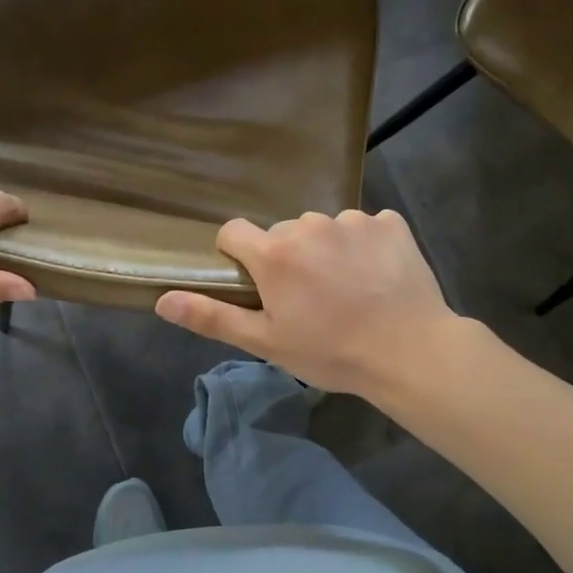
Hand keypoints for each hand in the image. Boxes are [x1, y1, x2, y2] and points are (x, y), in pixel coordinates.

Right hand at [155, 210, 458, 398]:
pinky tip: (377, 277)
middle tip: (308, 299)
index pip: (233, 231)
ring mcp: (353, 220)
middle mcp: (309, 225)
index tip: (255, 285)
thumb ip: (212, 317)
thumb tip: (162, 300)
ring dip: (326, 250)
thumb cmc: (331, 352)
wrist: (410, 351)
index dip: (237, 256)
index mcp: (274, 253)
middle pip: (281, 233)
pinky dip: (365, 246)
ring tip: (347, 289)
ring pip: (323, 229)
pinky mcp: (391, 222)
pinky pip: (365, 226)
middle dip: (286, 258)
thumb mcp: (266, 343)